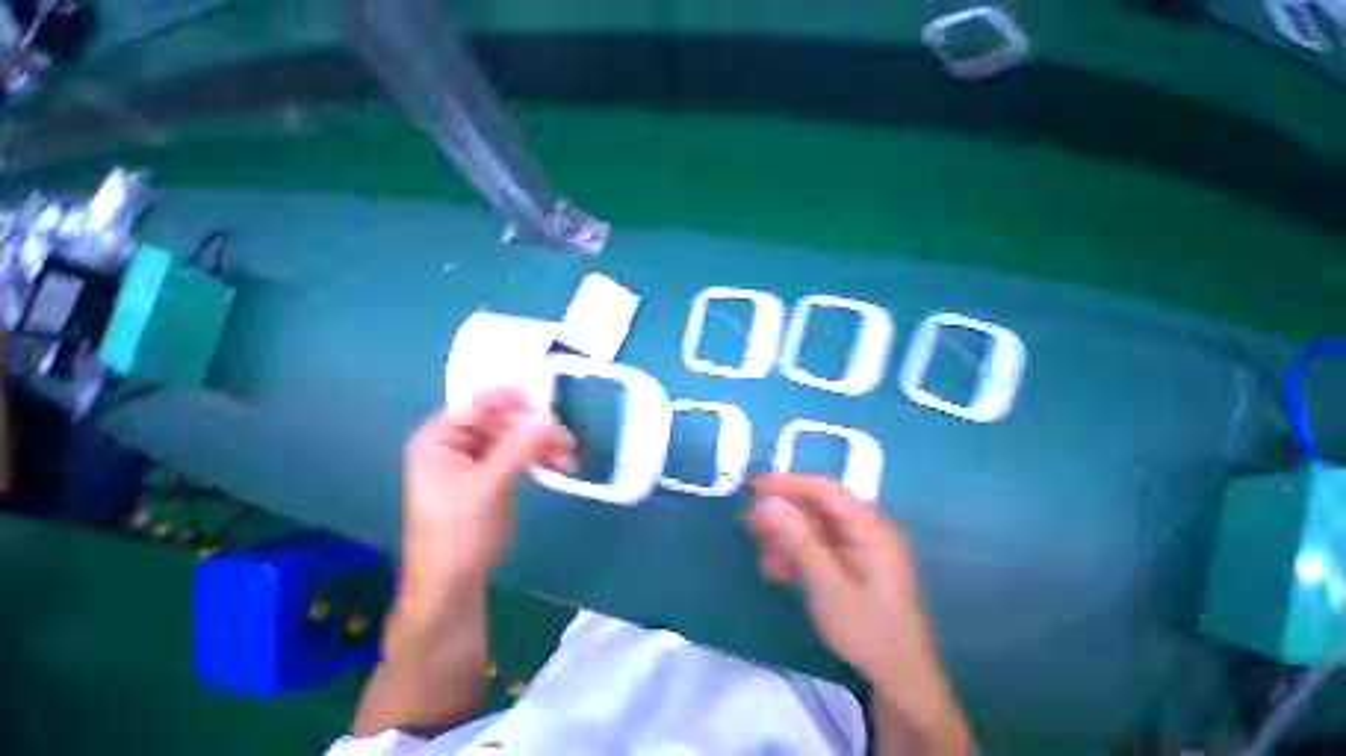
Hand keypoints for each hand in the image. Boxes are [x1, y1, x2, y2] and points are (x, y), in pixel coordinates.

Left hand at [399, 387, 573, 620]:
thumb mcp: (487, 487)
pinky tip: (562, 465)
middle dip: (535, 429)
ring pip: (518, 436)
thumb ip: (517, 449)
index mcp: (440, 438)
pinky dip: (543, 457)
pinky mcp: (496, 471)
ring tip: (569, 457)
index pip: (477, 404)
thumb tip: (548, 419)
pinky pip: (523, 453)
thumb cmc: (458, 533)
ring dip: (544, 444)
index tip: (544, 406)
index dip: (511, 400)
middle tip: (565, 439)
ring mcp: (479, 457)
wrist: (455, 582)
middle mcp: (458, 442)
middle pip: (503, 420)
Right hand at [746, 474, 970, 754]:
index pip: (824, 489)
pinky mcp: (852, 562)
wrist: (900, 681)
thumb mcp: (828, 586)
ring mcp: (860, 546)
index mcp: (870, 527)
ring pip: (813, 526)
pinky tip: (777, 570)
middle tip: (750, 523)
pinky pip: (818, 545)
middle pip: (817, 506)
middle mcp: (866, 529)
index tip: (755, 488)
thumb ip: (798, 540)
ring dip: (785, 536)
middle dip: (782, 513)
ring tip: (762, 555)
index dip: (788, 483)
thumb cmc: (868, 632)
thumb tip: (766, 501)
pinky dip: (795, 552)